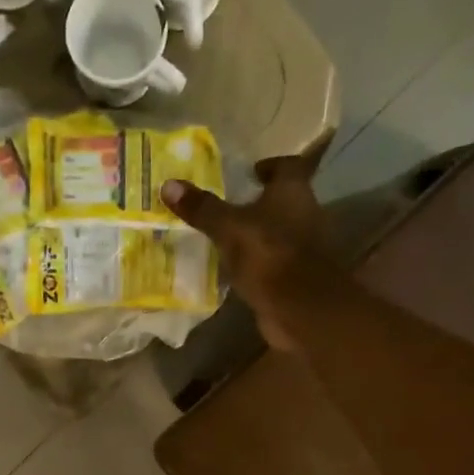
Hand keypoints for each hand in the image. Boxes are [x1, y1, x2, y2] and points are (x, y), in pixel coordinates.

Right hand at [161, 155, 336, 349]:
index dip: (269, 166)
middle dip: (259, 203)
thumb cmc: (269, 256)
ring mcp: (304, 249)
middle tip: (229, 207)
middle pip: (283, 201)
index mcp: (293, 192)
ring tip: (227, 239)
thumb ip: (203, 209)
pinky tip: (236, 270)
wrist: (302, 308)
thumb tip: (168, 184)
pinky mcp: (296, 278)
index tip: (250, 173)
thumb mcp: (229, 229)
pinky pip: (274, 263)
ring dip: (258, 235)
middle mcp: (305, 214)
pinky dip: (259, 264)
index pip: (287, 166)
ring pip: (278, 233)